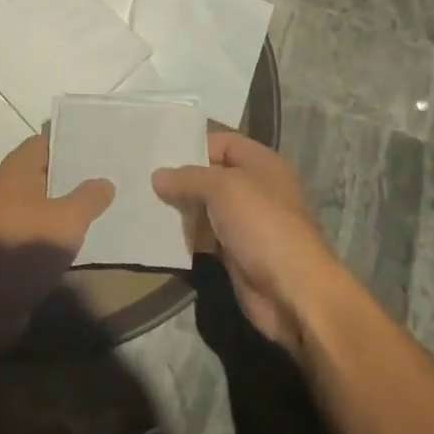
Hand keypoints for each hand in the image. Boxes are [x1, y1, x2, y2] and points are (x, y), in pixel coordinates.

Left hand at [0, 135, 113, 293]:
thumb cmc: (28, 246)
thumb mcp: (69, 219)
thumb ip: (89, 197)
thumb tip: (104, 182)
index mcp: (15, 170)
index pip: (44, 141)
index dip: (70, 141)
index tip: (98, 144)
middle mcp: (5, 186)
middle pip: (42, 169)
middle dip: (71, 171)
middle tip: (106, 171)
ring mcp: (3, 215)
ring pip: (40, 197)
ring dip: (63, 199)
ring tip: (98, 199)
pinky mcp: (6, 240)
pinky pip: (36, 221)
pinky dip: (54, 222)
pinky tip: (77, 230)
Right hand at [154, 132, 351, 357]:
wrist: (292, 290)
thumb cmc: (261, 225)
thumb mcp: (222, 188)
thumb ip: (188, 178)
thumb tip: (158, 176)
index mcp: (261, 163)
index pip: (222, 142)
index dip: (193, 145)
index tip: (158, 154)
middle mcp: (255, 188)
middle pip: (211, 175)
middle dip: (180, 179)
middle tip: (142, 180)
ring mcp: (246, 222)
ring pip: (206, 208)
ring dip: (180, 209)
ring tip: (144, 205)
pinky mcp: (237, 252)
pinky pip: (206, 237)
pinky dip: (187, 236)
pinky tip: (160, 234)